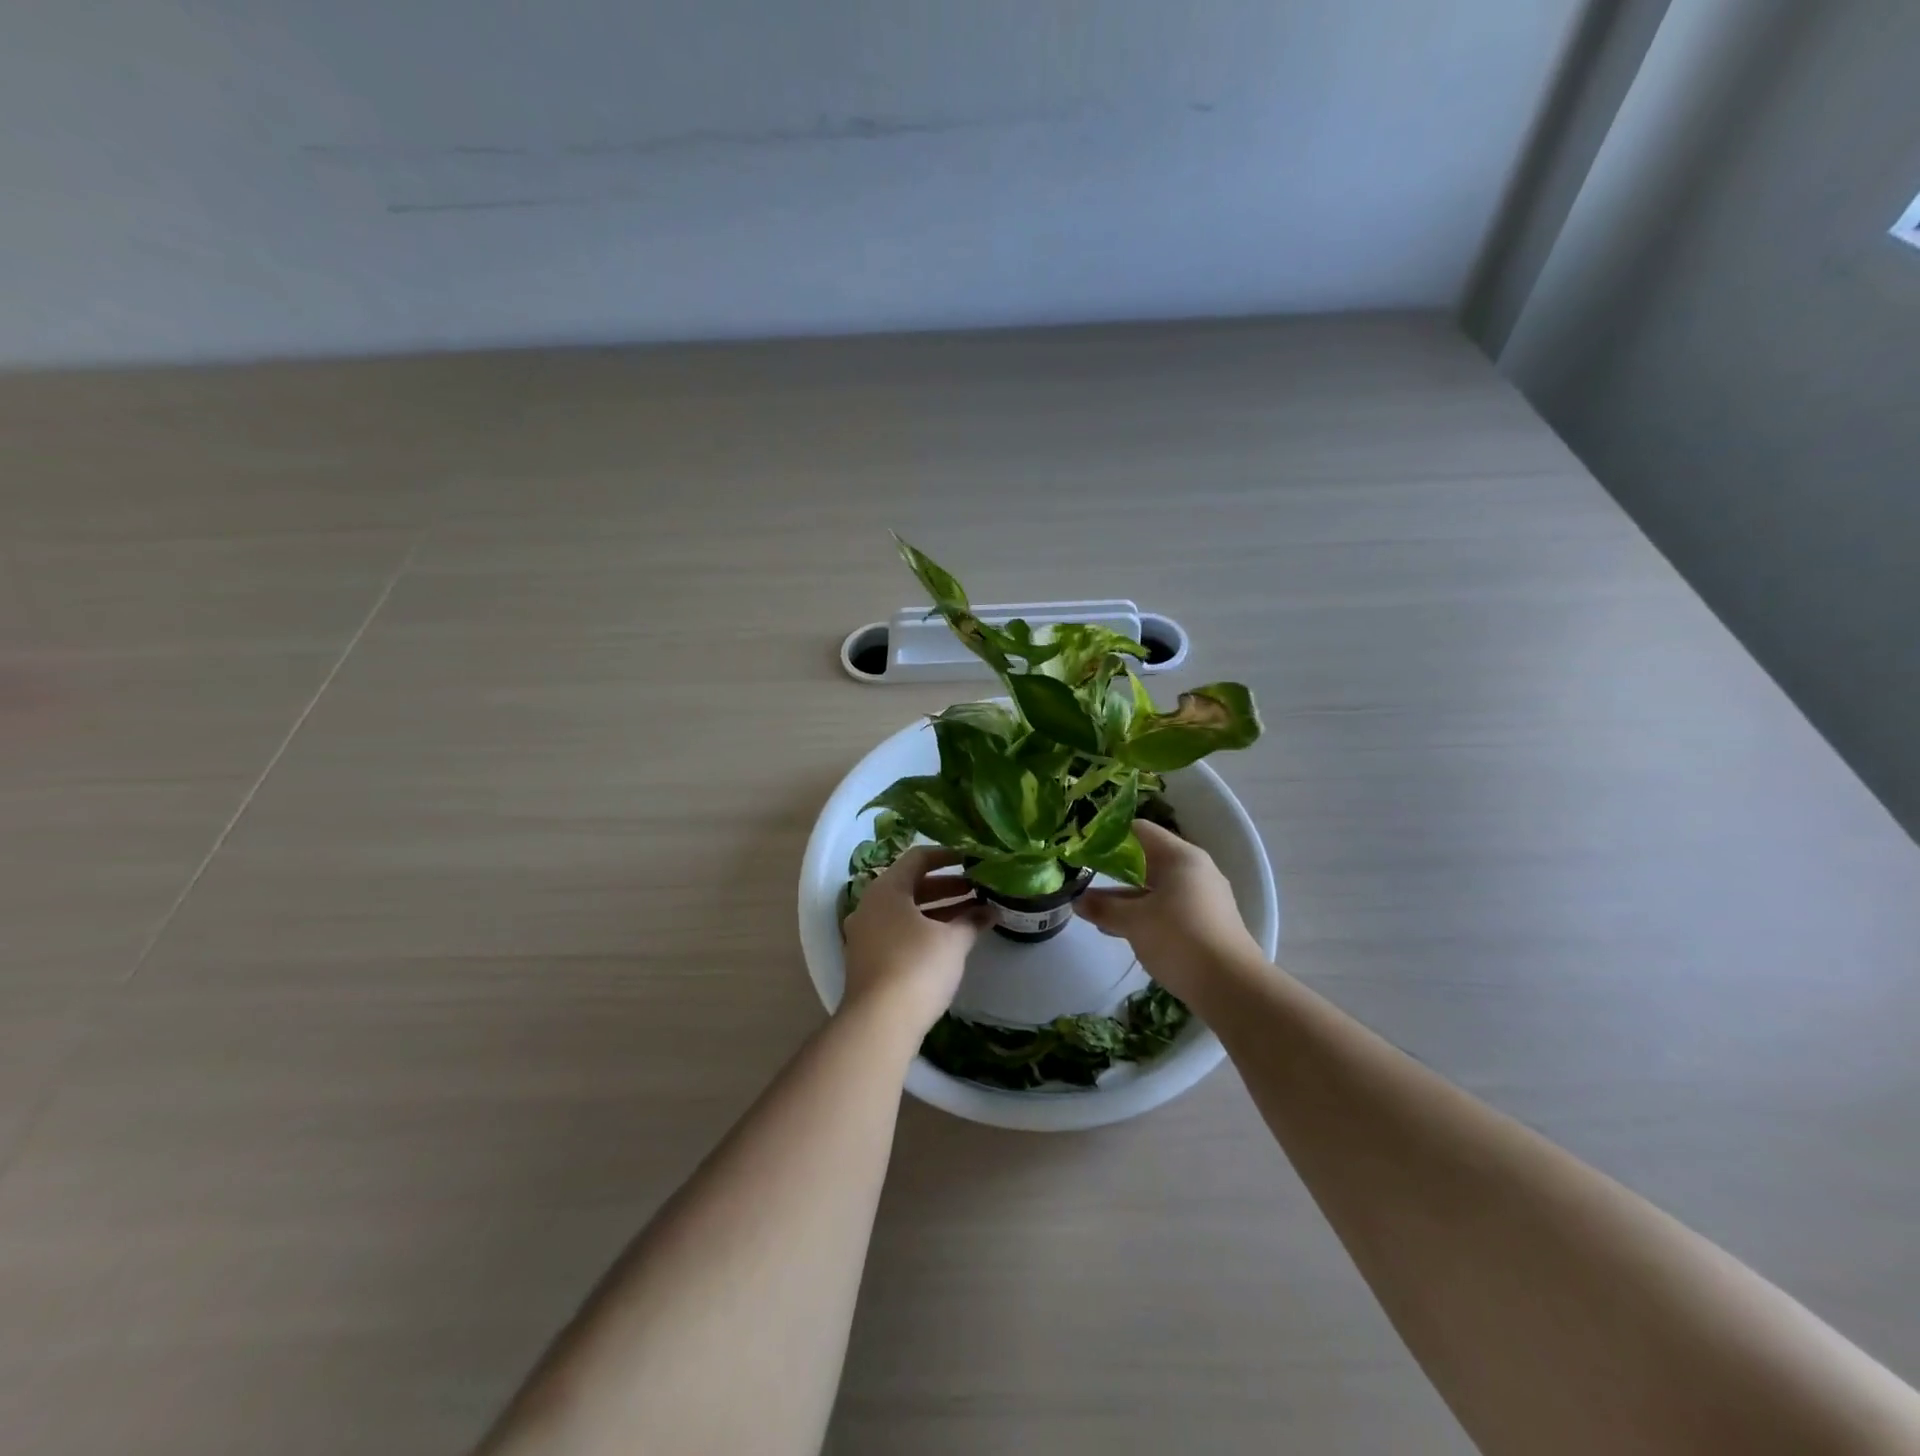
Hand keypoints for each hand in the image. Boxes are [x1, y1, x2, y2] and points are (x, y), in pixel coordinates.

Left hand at [841, 846, 989, 1038]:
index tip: (973, 859)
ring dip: (938, 910)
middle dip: (948, 887)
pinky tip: (950, 940)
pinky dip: (924, 929)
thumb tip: (990, 911)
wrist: (878, 1023)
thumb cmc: (917, 967)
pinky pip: (899, 931)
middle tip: (979, 890)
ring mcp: (865, 933)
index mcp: (887, 889)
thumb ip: (971, 920)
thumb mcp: (952, 941)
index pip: (918, 858)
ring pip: (906, 911)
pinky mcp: (868, 959)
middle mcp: (870, 905)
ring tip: (973, 914)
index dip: (947, 855)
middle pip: (912, 885)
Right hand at [1077, 820, 1262, 995]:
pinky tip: (1119, 929)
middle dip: (1114, 870)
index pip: (1139, 831)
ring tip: (1093, 909)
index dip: (1109, 837)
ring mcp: (1203, 897)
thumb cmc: (1179, 939)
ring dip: (1126, 896)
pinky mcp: (1205, 923)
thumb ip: (1103, 907)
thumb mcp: (1133, 921)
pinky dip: (1143, 913)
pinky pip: (1167, 907)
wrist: (1232, 988)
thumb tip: (1076, 900)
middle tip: (1084, 877)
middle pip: (1147, 859)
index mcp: (1181, 857)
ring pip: (1156, 887)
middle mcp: (1195, 870)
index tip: (1083, 850)